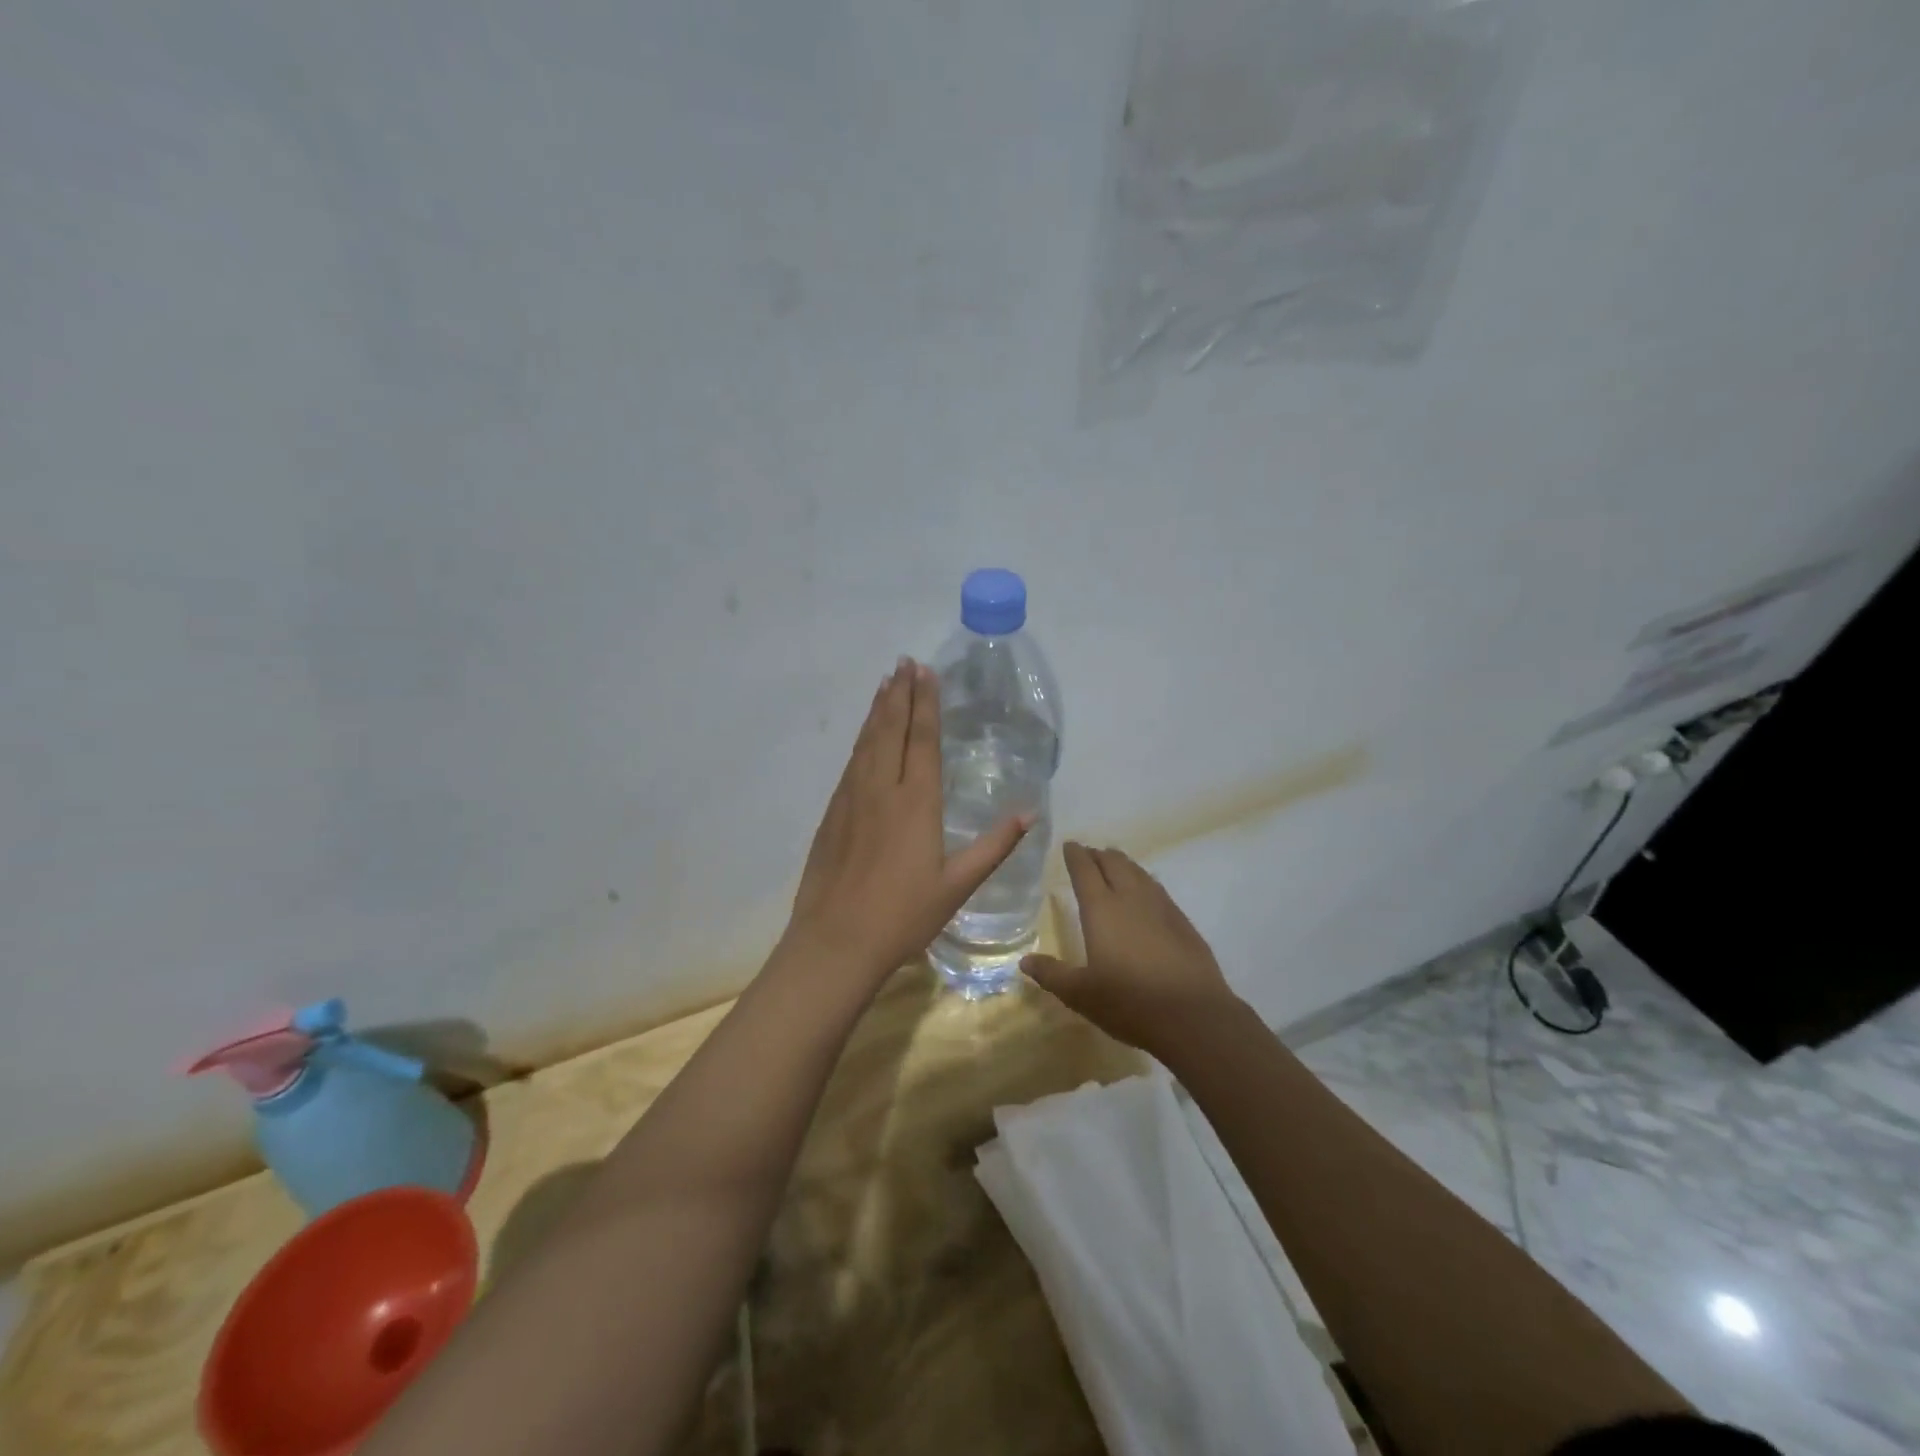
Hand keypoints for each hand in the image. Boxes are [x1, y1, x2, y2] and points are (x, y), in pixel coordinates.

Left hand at [783, 659, 1030, 987]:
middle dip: (900, 693)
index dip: (926, 704)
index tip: (926, 673)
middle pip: (891, 730)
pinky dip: (861, 739)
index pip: (923, 740)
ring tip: (885, 683)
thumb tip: (1029, 812)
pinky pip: (851, 763)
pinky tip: (864, 736)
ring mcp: (852, 799)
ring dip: (877, 709)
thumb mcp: (957, 886)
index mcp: (916, 803)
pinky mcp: (832, 814)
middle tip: (904, 662)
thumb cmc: (903, 916)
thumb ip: (994, 845)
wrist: (835, 941)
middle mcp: (882, 789)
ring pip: (867, 742)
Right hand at [1022, 842, 1237, 1052]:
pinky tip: (1146, 893)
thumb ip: (1052, 974)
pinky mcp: (1182, 922)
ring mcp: (1161, 907)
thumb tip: (1025, 961)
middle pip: (1114, 863)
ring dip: (1123, 864)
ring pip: (1139, 872)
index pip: (1084, 870)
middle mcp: (1131, 898)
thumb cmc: (1129, 1002)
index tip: (1069, 845)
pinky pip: (1158, 889)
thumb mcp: (1081, 994)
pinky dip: (1145, 882)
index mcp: (1101, 909)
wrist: (1193, 1016)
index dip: (1075, 855)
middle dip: (1098, 854)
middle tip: (1089, 854)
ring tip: (1115, 864)